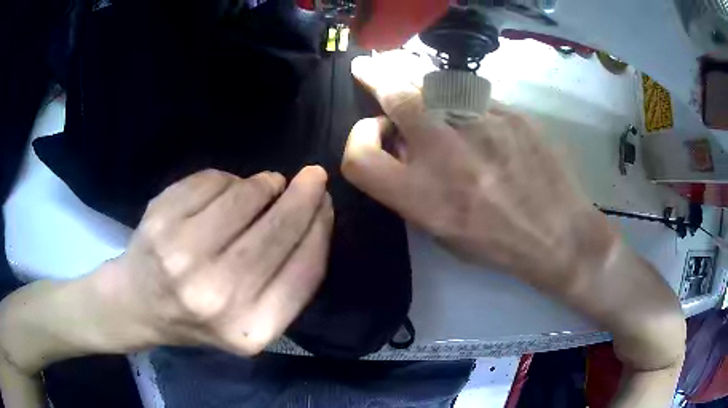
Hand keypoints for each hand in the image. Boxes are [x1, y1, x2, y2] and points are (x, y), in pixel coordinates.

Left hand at [102, 166, 332, 355]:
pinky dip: (226, 179)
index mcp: (250, 329)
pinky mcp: (160, 222)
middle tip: (314, 176)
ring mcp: (181, 256)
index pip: (304, 270)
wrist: (140, 305)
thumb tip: (311, 210)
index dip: (320, 229)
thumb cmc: (200, 316)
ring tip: (265, 186)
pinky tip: (225, 191)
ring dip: (262, 184)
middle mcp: (216, 296)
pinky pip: (211, 181)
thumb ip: (287, 277)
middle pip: (276, 231)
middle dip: (302, 196)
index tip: (327, 203)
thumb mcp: (251, 319)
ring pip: (243, 197)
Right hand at [342, 52, 614, 288]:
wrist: (559, 232)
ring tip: (412, 77)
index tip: (376, 133)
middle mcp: (445, 153)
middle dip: (377, 78)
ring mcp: (481, 125)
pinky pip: (472, 96)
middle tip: (370, 68)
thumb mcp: (441, 231)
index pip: (359, 156)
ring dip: (416, 81)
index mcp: (422, 196)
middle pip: (395, 96)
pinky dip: (460, 99)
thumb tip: (400, 144)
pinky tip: (469, 112)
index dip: (357, 139)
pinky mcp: (511, 112)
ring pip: (434, 84)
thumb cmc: (497, 243)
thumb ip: (411, 187)